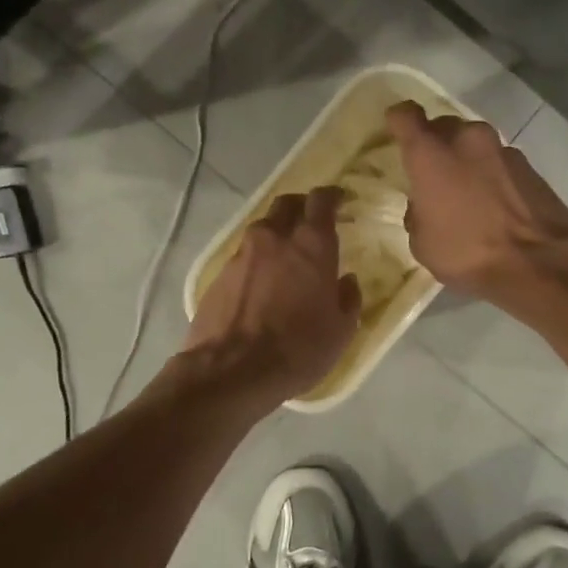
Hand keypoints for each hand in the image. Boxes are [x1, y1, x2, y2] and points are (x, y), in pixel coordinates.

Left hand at [183, 186, 360, 402]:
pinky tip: (262, 283)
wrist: (232, 371)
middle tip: (312, 222)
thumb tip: (346, 281)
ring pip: (263, 228)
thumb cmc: (298, 349)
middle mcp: (275, 238)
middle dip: (301, 207)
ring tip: (286, 255)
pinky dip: (257, 260)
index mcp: (311, 245)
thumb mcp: (341, 330)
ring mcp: (242, 254)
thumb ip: (348, 298)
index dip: (332, 196)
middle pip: (287, 204)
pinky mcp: (219, 274)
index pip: (321, 200)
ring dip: (277, 233)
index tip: (341, 201)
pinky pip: (244, 255)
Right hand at [386, 101, 567, 309]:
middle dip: (437, 144)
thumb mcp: (423, 243)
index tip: (397, 131)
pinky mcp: (530, 165)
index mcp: (431, 154)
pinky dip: (493, 175)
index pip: (405, 115)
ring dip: (468, 160)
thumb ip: (418, 213)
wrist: (537, 264)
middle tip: (435, 174)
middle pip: (444, 127)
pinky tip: (496, 205)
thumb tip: (425, 205)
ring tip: (470, 194)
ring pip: (475, 144)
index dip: (399, 121)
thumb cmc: (467, 253)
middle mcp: (466, 140)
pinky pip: (500, 162)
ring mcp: (503, 149)